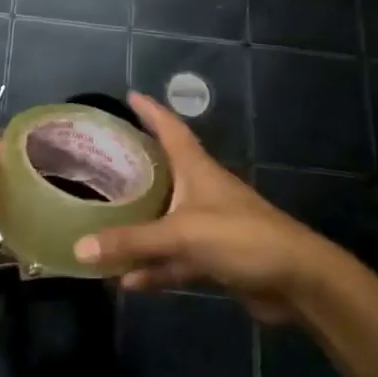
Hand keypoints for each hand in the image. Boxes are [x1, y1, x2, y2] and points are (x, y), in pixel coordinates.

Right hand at [73, 93, 331, 322]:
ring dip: (139, 229)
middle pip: (163, 173)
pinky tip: (127, 280)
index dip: (151, 111)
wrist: (298, 280)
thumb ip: (132, 242)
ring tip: (101, 228)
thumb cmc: (241, 237)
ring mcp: (208, 226)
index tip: (130, 96)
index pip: (170, 129)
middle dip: (135, 168)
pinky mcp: (214, 258)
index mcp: (197, 169)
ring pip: (165, 221)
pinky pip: (174, 259)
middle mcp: (200, 191)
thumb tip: (79, 249)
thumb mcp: (182, 234)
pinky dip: (153, 268)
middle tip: (100, 162)